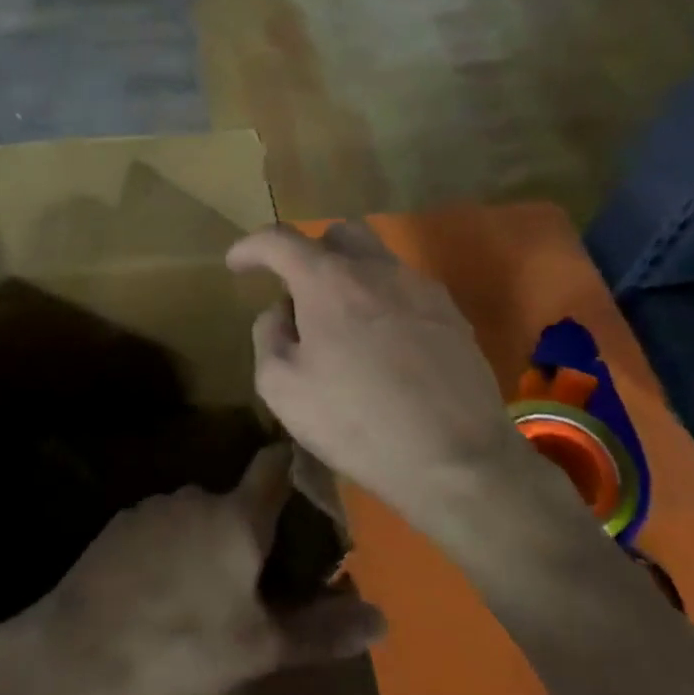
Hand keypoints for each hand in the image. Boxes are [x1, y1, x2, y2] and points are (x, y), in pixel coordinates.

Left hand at [23, 445, 385, 694]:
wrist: (82, 650)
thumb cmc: (182, 645)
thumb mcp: (259, 647)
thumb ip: (321, 630)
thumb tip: (383, 619)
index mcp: (236, 516)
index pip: (274, 466)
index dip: (294, 463)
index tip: (310, 473)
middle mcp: (195, 496)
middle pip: (236, 501)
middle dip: (250, 529)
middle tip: (259, 576)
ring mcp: (152, 506)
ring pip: (196, 516)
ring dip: (208, 541)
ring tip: (207, 593)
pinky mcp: (119, 524)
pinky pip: (161, 528)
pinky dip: (171, 549)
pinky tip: (162, 591)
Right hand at [227, 222, 526, 530]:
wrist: (457, 460)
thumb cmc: (357, 422)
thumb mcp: (282, 387)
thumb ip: (268, 335)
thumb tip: (280, 312)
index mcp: (328, 281)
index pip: (279, 240)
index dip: (250, 247)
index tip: (236, 264)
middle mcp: (376, 270)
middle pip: (337, 234)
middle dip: (308, 253)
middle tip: (297, 292)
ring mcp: (420, 289)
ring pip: (376, 259)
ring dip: (348, 277)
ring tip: (340, 324)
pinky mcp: (452, 315)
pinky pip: (405, 289)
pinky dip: (381, 301)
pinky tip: (382, 346)